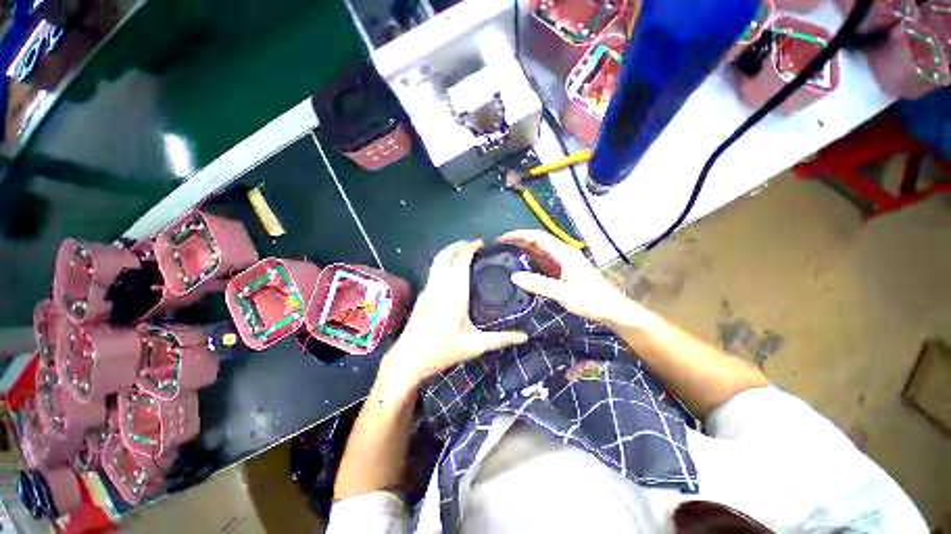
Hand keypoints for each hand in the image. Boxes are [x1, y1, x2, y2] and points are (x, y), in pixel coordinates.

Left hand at [381, 240, 528, 390]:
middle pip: (445, 256)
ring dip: (449, 252)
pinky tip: (452, 271)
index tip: (481, 243)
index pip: (460, 262)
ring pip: (436, 262)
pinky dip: (444, 263)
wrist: (409, 359)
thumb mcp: (474, 346)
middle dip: (458, 245)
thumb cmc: (442, 351)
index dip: (469, 248)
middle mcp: (439, 286)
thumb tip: (524, 337)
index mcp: (454, 294)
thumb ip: (500, 339)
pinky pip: (434, 270)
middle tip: (473, 244)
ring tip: (463, 252)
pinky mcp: (422, 294)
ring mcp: (428, 289)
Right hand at [500, 229, 647, 326]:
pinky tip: (521, 266)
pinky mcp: (563, 272)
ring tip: (506, 254)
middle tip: (500, 247)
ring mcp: (563, 263)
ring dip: (524, 251)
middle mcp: (563, 254)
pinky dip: (531, 262)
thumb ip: (538, 284)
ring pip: (540, 252)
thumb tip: (513, 276)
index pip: (538, 237)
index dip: (519, 235)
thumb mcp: (563, 293)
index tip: (502, 238)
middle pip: (538, 242)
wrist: (613, 310)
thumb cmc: (591, 300)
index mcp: (564, 253)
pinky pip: (543, 262)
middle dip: (519, 241)